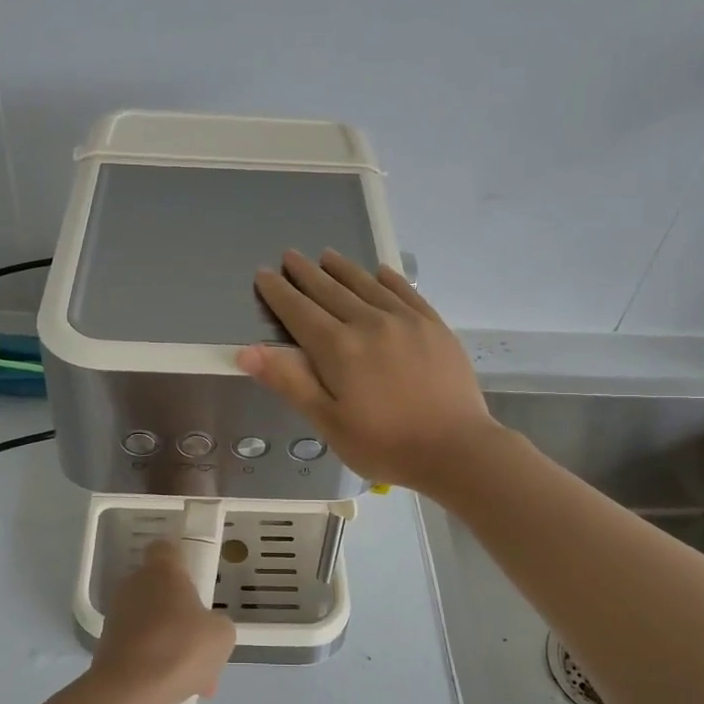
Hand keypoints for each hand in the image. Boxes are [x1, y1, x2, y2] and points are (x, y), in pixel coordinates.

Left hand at [90, 541, 236, 703]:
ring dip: (171, 643)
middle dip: (181, 614)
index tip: (196, 583)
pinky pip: (141, 648)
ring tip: (195, 678)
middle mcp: (134, 584)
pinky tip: (175, 690)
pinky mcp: (107, 644)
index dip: (182, 562)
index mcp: (162, 571)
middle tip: (201, 642)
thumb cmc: (181, 647)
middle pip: (161, 590)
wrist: (129, 690)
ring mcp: (117, 615)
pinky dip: (155, 664)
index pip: (167, 548)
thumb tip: (206, 630)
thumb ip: (217, 624)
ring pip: (153, 623)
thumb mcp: (222, 634)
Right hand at [236, 250, 502, 491]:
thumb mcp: (328, 422)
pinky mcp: (434, 326)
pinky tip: (380, 272)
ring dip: (343, 269)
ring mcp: (405, 321)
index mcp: (339, 348)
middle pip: (330, 291)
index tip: (264, 274)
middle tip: (290, 255)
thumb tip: (247, 350)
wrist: (456, 448)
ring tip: (327, 255)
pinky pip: (406, 292)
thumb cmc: (384, 443)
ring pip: (366, 285)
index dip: (279, 292)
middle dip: (306, 273)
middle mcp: (369, 323)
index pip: (300, 311)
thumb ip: (290, 382)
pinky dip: (388, 279)